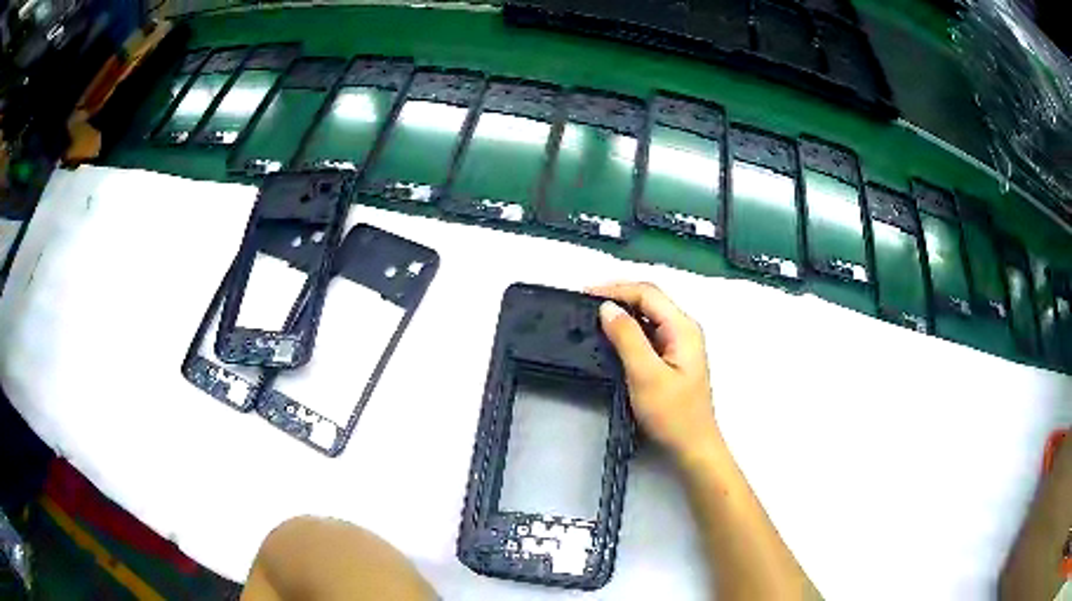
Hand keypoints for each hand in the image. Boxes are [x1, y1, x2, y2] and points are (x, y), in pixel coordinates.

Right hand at [588, 282, 718, 460]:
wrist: (692, 447)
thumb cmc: (672, 414)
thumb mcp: (646, 375)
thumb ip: (627, 338)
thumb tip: (607, 307)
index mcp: (682, 327)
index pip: (647, 293)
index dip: (616, 289)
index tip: (584, 295)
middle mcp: (684, 328)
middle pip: (649, 299)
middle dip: (618, 296)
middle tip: (585, 304)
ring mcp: (679, 343)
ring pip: (648, 315)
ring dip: (622, 312)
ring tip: (593, 317)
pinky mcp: (672, 357)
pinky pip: (648, 332)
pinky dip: (628, 329)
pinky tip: (611, 337)